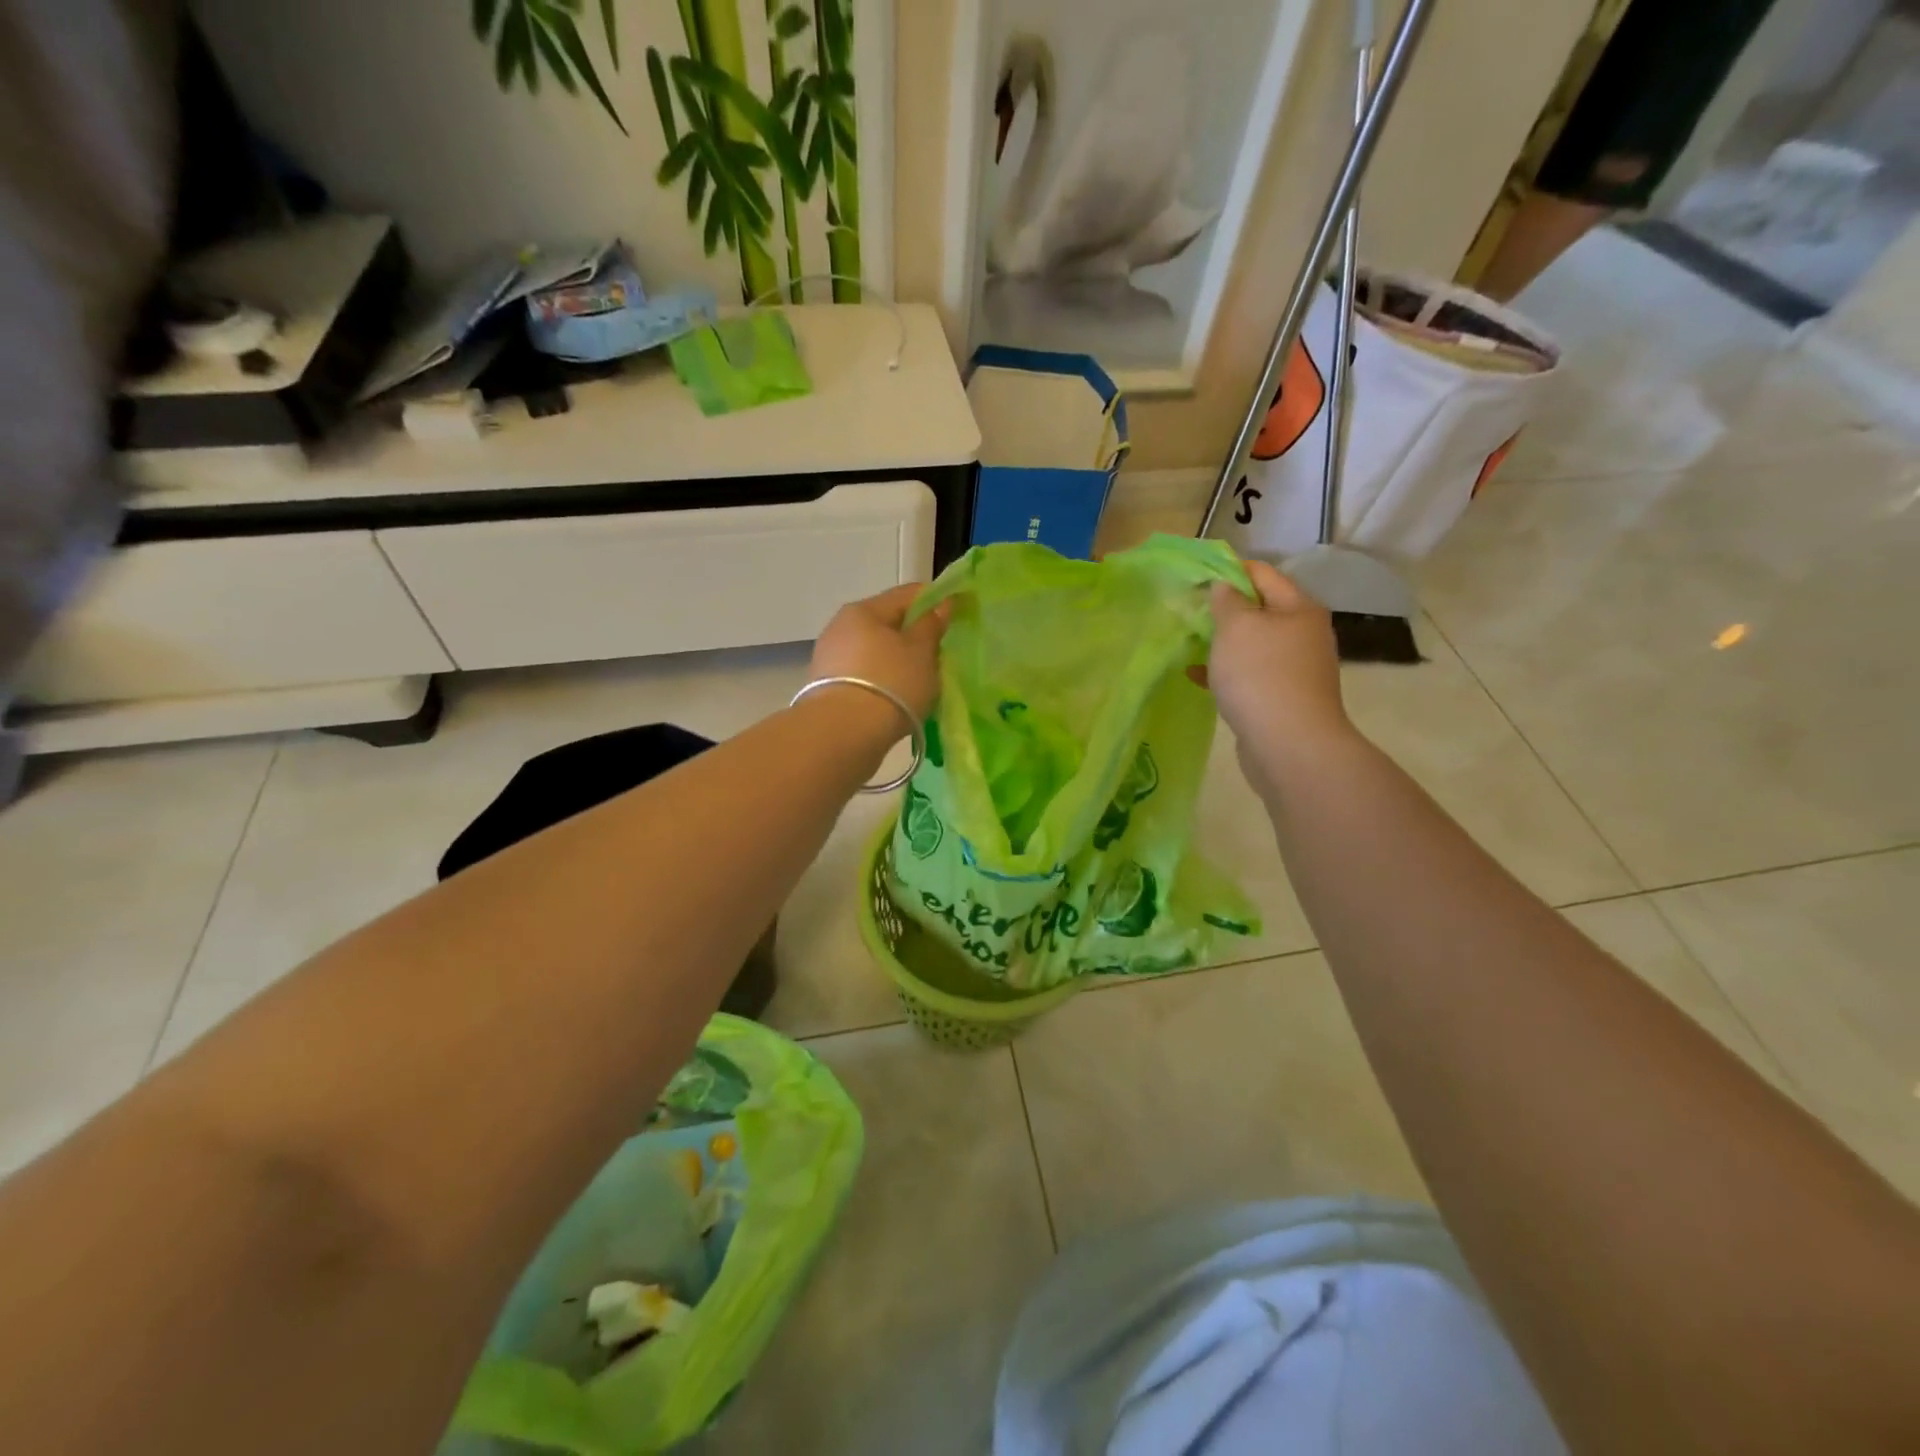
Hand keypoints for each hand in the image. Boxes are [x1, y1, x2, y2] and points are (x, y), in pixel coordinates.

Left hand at [809, 583, 951, 722]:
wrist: (844, 735)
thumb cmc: (890, 683)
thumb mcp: (921, 651)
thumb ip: (931, 625)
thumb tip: (940, 604)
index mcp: (863, 610)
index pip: (907, 594)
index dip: (937, 600)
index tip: (960, 612)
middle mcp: (840, 628)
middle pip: (887, 624)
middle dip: (915, 635)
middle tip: (941, 653)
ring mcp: (830, 659)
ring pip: (875, 652)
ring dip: (898, 661)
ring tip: (922, 681)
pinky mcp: (827, 690)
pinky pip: (865, 676)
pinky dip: (884, 681)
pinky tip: (899, 698)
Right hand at [1206, 560, 1352, 768]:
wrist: (1289, 745)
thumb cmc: (1260, 675)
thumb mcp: (1236, 627)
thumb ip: (1226, 600)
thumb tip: (1224, 586)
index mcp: (1298, 608)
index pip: (1262, 574)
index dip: (1228, 571)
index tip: (1194, 579)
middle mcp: (1303, 634)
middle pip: (1259, 610)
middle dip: (1223, 610)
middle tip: (1187, 613)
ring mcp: (1295, 669)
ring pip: (1252, 645)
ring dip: (1222, 643)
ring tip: (1188, 644)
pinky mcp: (1282, 698)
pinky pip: (1249, 675)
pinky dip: (1225, 672)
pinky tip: (1196, 677)